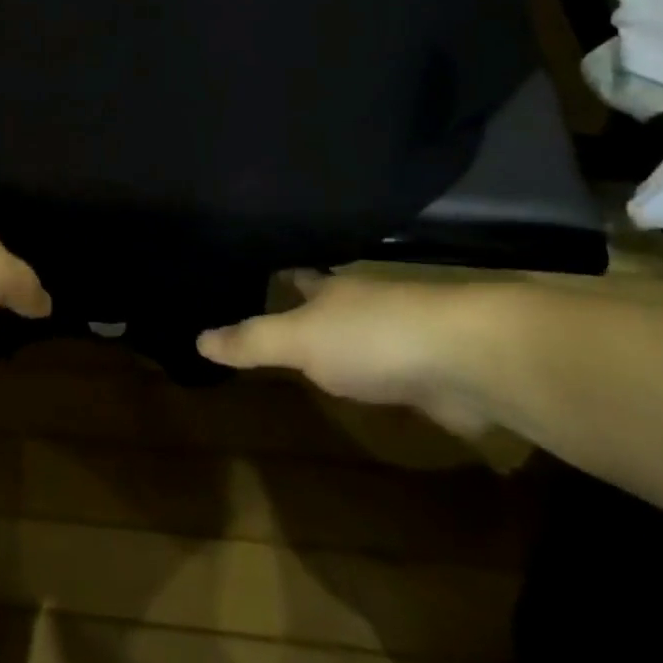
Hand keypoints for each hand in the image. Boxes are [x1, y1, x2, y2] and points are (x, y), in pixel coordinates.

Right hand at [197, 273, 499, 437]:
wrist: (465, 359)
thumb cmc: (371, 337)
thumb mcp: (299, 339)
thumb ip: (251, 341)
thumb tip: (197, 337)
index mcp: (330, 288)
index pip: (295, 275)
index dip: (274, 276)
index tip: (252, 274)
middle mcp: (362, 303)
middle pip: (327, 302)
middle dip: (305, 308)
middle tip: (274, 315)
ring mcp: (399, 335)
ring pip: (359, 334)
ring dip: (340, 342)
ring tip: (311, 353)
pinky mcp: (428, 371)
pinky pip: (388, 369)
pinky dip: (373, 374)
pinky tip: (363, 388)